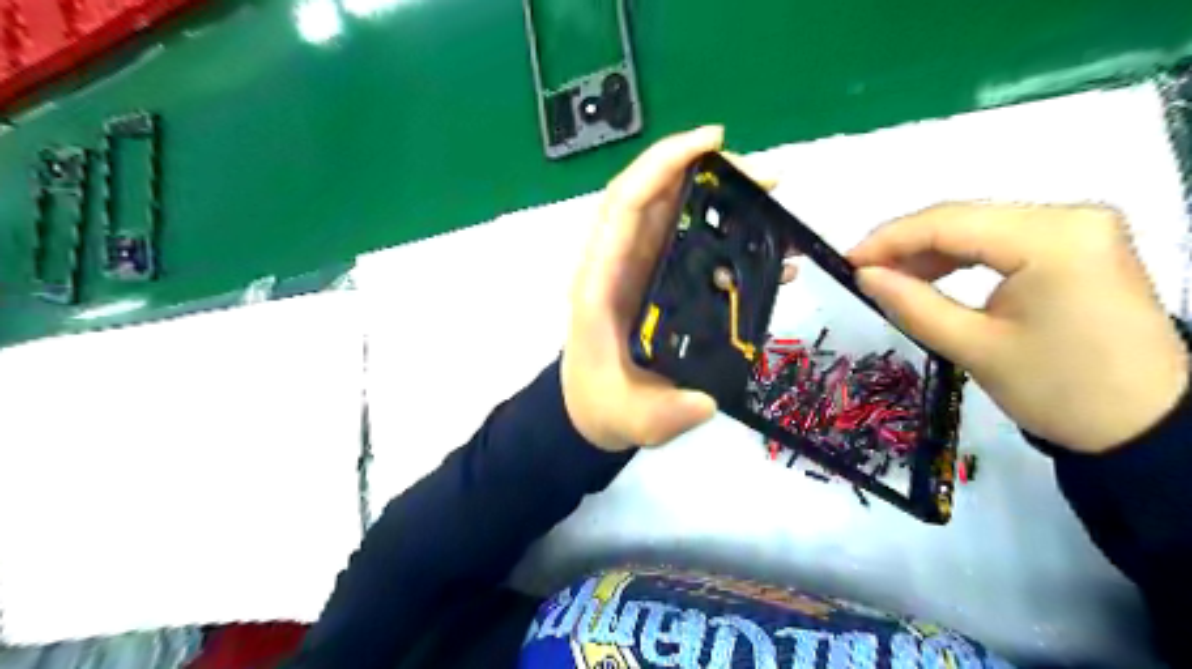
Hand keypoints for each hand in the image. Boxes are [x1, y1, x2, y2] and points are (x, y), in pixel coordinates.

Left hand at [563, 128, 787, 450]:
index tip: (713, 142)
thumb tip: (705, 399)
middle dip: (705, 171)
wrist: (593, 408)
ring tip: (770, 199)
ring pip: (673, 212)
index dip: (663, 164)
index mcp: (601, 282)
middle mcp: (617, 264)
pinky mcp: (657, 279)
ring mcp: (638, 269)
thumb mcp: (634, 418)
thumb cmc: (604, 405)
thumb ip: (665, 413)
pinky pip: (687, 241)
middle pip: (654, 196)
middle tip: (764, 178)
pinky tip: (762, 247)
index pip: (625, 205)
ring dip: (718, 196)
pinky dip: (723, 232)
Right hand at [851, 203, 1185, 453]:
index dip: (889, 240)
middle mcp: (1071, 217)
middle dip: (906, 245)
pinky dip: (961, 257)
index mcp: (1052, 238)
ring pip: (980, 227)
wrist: (1145, 426)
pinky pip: (1003, 240)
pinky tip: (930, 276)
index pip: (950, 223)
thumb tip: (864, 275)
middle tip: (863, 273)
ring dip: (930, 251)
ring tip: (889, 279)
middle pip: (965, 219)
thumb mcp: (973, 347)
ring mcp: (1080, 228)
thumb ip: (911, 304)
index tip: (846, 262)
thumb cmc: (1058, 390)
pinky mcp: (1080, 245)